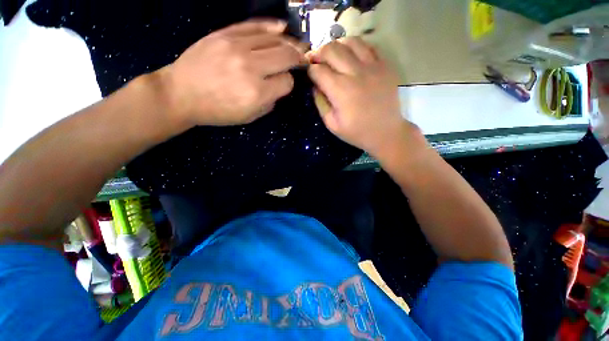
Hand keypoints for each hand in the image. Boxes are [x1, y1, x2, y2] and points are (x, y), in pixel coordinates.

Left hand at [159, 20, 306, 127]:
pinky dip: (272, 26)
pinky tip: (283, 28)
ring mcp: (236, 47)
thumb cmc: (218, 111)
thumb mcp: (249, 117)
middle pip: (286, 56)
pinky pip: (254, 26)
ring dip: (290, 43)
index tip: (285, 84)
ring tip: (298, 45)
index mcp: (257, 93)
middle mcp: (251, 67)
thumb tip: (281, 86)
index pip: (287, 82)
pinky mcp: (225, 34)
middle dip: (298, 58)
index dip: (289, 83)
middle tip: (303, 59)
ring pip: (274, 39)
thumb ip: (270, 102)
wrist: (181, 94)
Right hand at [308, 38, 415, 157]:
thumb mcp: (331, 124)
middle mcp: (355, 73)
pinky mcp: (385, 65)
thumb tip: (314, 85)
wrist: (386, 132)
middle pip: (331, 49)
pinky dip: (356, 47)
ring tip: (334, 57)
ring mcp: (373, 66)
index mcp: (340, 90)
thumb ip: (320, 103)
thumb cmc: (356, 132)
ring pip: (350, 41)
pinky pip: (368, 46)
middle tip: (317, 62)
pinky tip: (352, 57)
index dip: (309, 70)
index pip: (318, 70)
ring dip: (337, 46)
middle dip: (319, 53)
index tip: (308, 73)